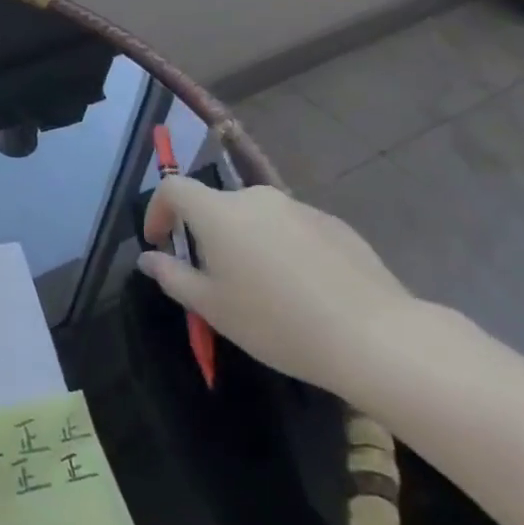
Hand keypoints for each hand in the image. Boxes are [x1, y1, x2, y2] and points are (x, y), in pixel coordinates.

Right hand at [138, 177, 413, 394]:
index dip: (157, 210)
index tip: (159, 242)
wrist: (374, 336)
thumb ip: (172, 277)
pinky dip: (282, 249)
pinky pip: (291, 229)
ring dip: (245, 242)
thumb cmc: (276, 322)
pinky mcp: (334, 224)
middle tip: (212, 277)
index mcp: (219, 212)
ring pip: (256, 218)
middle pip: (216, 205)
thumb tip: (149, 258)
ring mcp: (299, 208)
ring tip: (261, 289)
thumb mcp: (212, 307)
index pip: (173, 188)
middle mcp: (256, 198)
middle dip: (205, 234)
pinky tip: (301, 291)